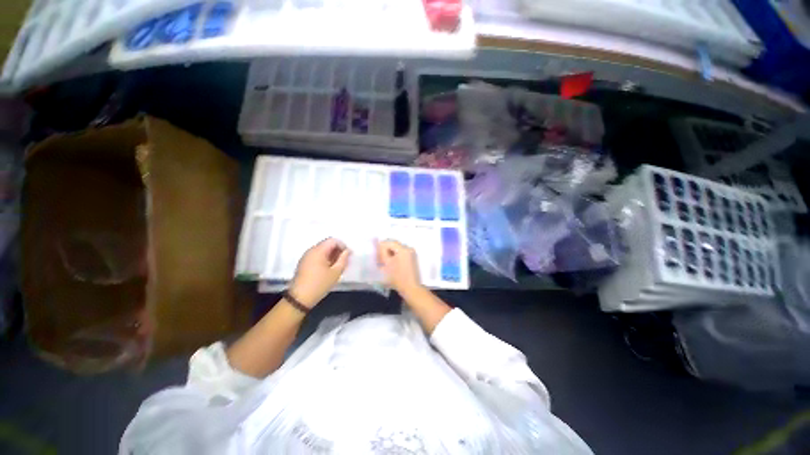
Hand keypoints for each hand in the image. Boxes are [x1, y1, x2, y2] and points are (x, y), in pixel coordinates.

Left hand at [289, 238, 350, 307]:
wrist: (300, 298)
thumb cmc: (319, 284)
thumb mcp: (335, 272)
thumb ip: (343, 259)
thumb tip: (347, 251)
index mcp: (318, 251)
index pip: (333, 240)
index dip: (343, 245)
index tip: (348, 255)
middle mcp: (311, 250)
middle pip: (327, 244)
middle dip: (337, 250)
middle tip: (345, 261)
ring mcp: (306, 257)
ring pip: (322, 250)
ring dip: (332, 255)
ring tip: (338, 266)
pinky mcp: (304, 263)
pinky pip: (317, 256)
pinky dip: (325, 259)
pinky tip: (329, 269)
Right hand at [375, 240, 422, 294]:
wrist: (411, 288)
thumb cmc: (397, 277)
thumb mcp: (386, 264)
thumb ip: (382, 253)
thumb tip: (379, 246)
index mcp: (403, 249)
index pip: (389, 242)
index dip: (381, 247)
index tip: (377, 256)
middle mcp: (409, 248)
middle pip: (394, 245)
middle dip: (386, 250)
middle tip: (380, 259)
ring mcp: (412, 253)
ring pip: (397, 249)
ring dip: (391, 254)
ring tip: (386, 262)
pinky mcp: (413, 258)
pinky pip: (402, 253)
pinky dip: (396, 256)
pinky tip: (392, 264)